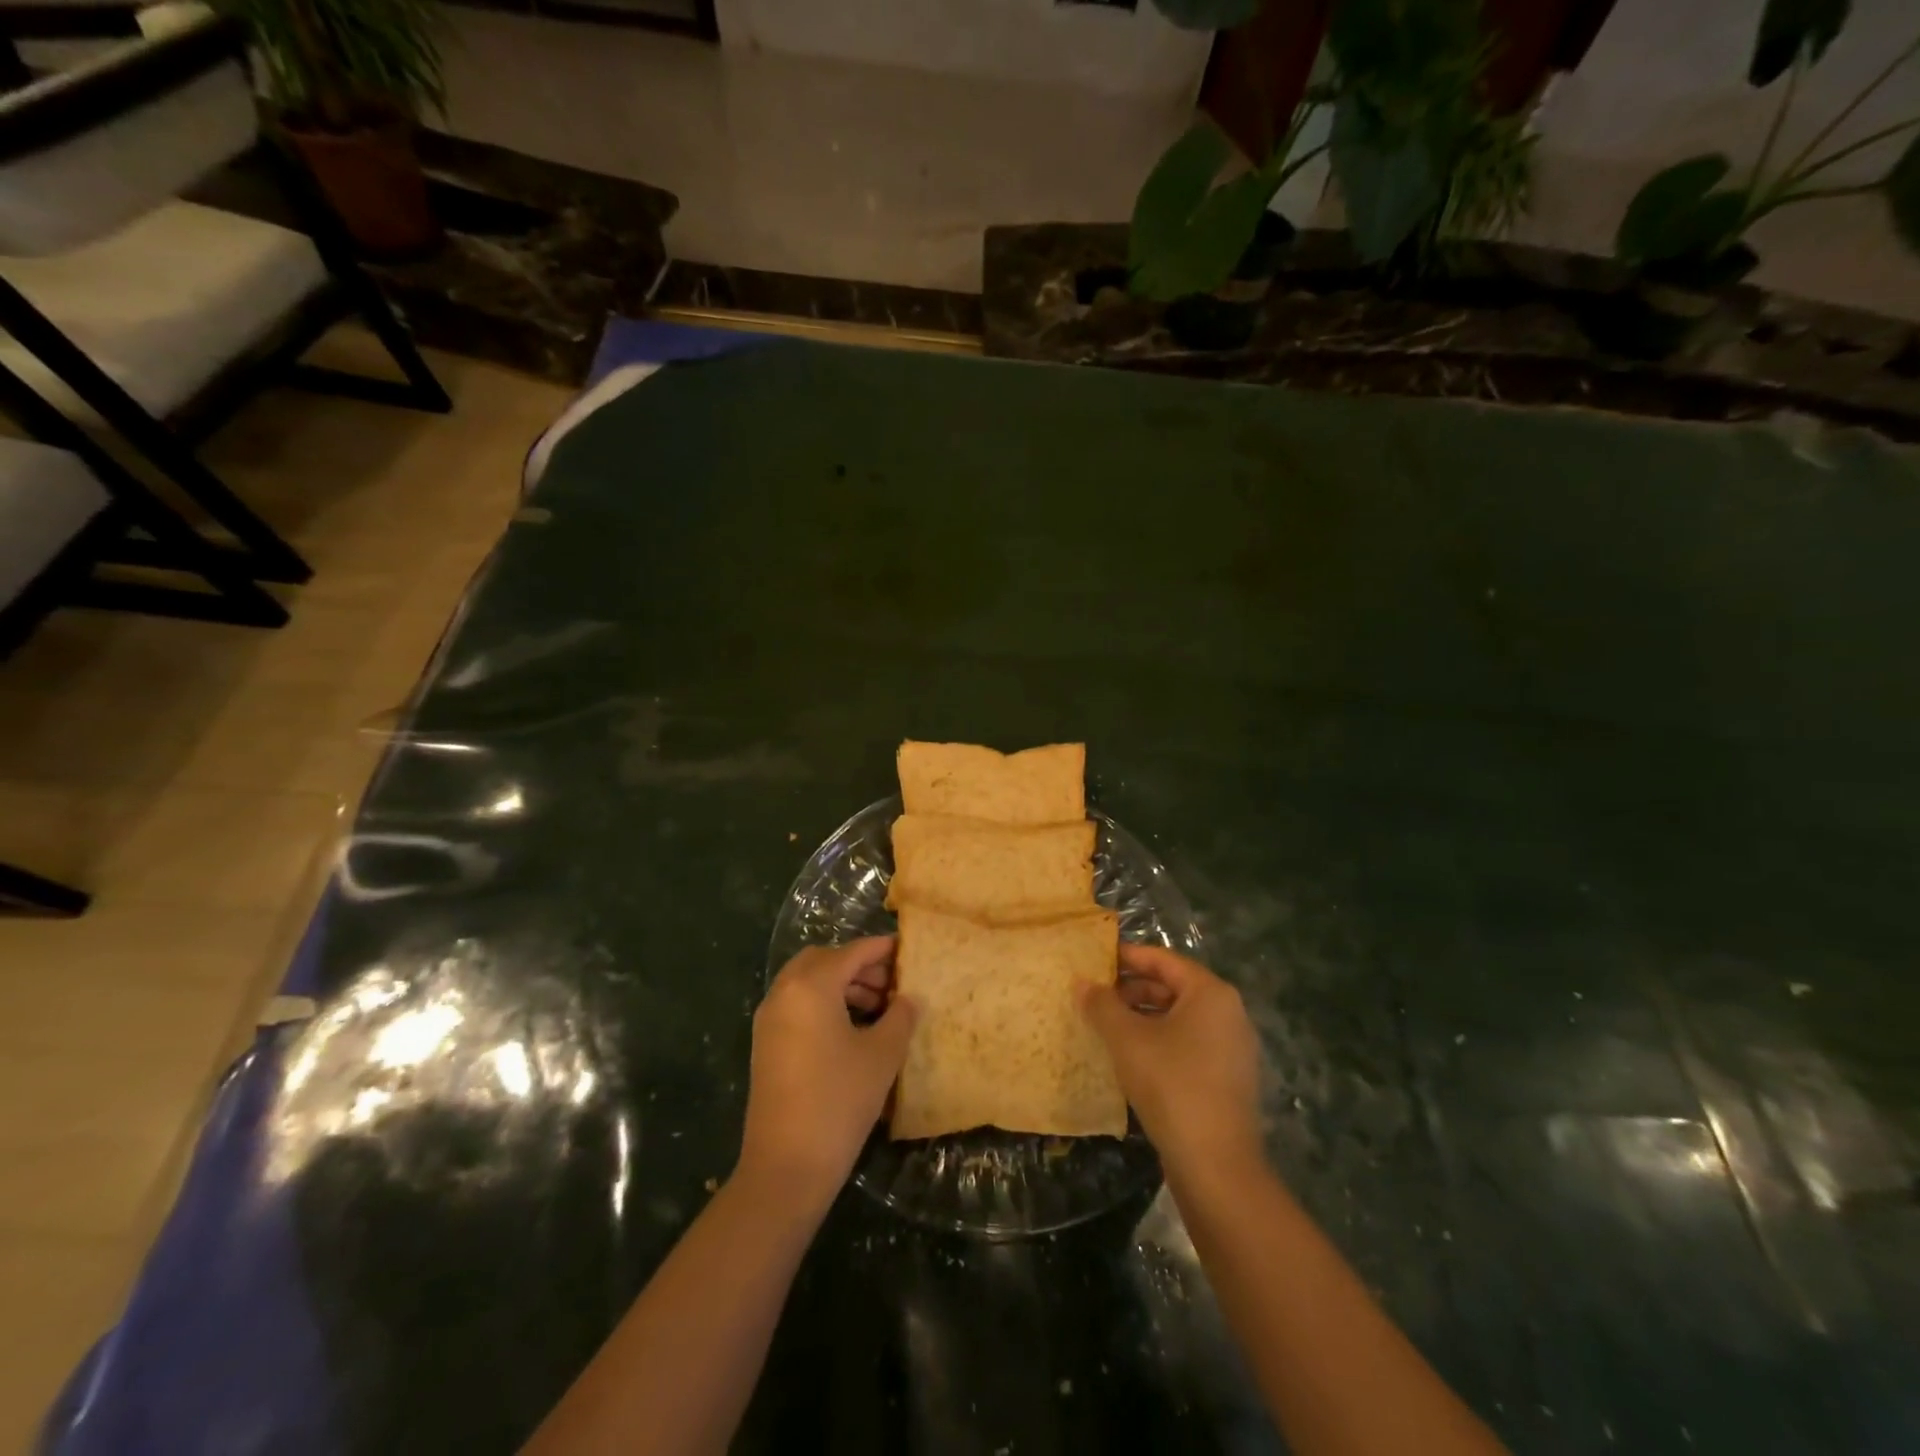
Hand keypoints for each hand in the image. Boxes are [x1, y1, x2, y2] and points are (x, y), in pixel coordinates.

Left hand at [738, 937, 915, 1210]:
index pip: (852, 952)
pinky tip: (852, 1029)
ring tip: (878, 1008)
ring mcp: (769, 1019)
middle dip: (858, 965)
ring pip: (808, 982)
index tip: (908, 950)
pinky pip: (797, 1005)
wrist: (785, 1166)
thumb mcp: (881, 1055)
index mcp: (811, 986)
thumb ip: (900, 1017)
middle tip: (892, 983)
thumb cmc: (839, 1100)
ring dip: (842, 985)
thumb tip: (909, 998)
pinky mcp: (766, 1044)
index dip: (882, 949)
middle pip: (824, 960)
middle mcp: (784, 992)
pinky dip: (824, 1003)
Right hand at [1081, 944, 1263, 1180]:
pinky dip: (1158, 1041)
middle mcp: (1228, 1013)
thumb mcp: (1127, 1039)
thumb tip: (1081, 982)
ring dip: (1142, 1017)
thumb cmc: (1171, 1084)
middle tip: (1094, 994)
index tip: (1094, 959)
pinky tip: (1128, 1056)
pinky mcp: (1226, 1078)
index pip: (1162, 960)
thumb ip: (1102, 1005)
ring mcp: (1231, 1048)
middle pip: (1172, 987)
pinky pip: (1187, 1044)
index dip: (1127, 956)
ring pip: (1178, 1018)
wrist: (1215, 1165)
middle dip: (1131, 989)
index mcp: (1210, 993)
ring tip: (1105, 1024)